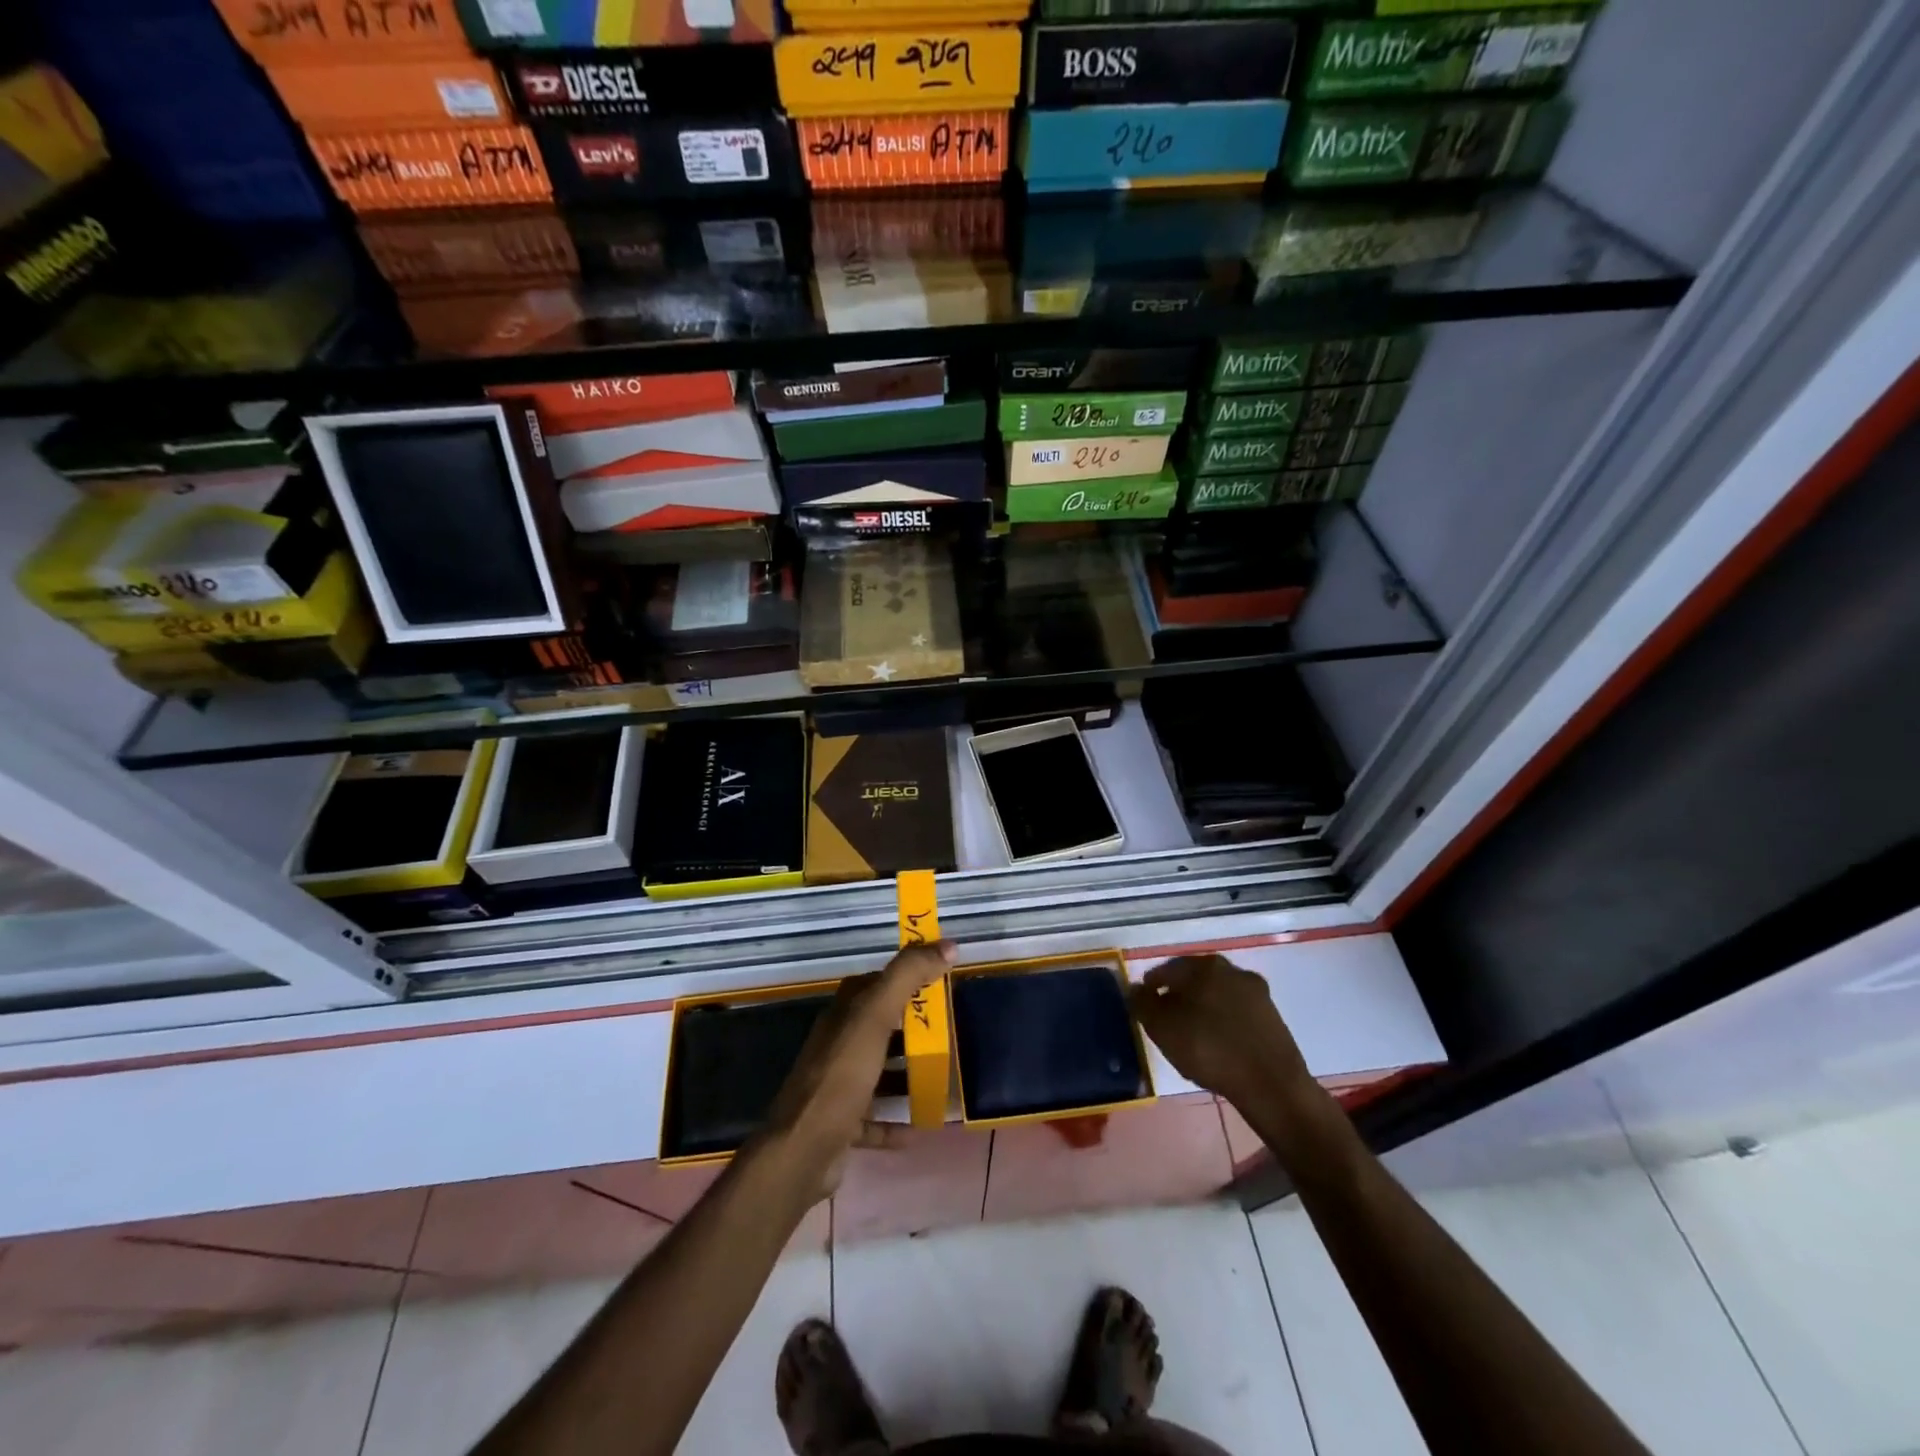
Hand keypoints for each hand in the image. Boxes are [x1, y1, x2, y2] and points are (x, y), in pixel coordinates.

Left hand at [759, 940, 956, 1196]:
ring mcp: (837, 1086)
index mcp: (843, 1014)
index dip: (904, 978)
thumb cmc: (842, 1076)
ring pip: (877, 1072)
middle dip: (911, 1028)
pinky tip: (919, 1128)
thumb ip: (908, 976)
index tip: (939, 982)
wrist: (803, 1150)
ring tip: (940, 1078)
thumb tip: (948, 945)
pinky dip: (895, 1122)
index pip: (874, 983)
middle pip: (878, 1027)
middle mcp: (837, 1044)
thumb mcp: (876, 1016)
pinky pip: (874, 1119)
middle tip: (948, 1032)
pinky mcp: (840, 1124)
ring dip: (905, 1074)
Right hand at [1130, 954, 1315, 1110]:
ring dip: (1203, 1009)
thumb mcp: (1161, 1028)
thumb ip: (1142, 1003)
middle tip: (1167, 1022)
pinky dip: (1224, 1022)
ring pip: (1217, 995)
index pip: (1166, 970)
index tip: (1145, 1009)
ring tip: (1193, 1036)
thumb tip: (1135, 988)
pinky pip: (1237, 1013)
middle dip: (1179, 997)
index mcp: (1203, 965)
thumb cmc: (1209, 1049)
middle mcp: (1231, 969)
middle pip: (1194, 980)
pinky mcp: (1272, 1016)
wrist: (1271, 1084)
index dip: (1151, 989)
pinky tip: (1219, 1045)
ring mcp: (1256, 992)